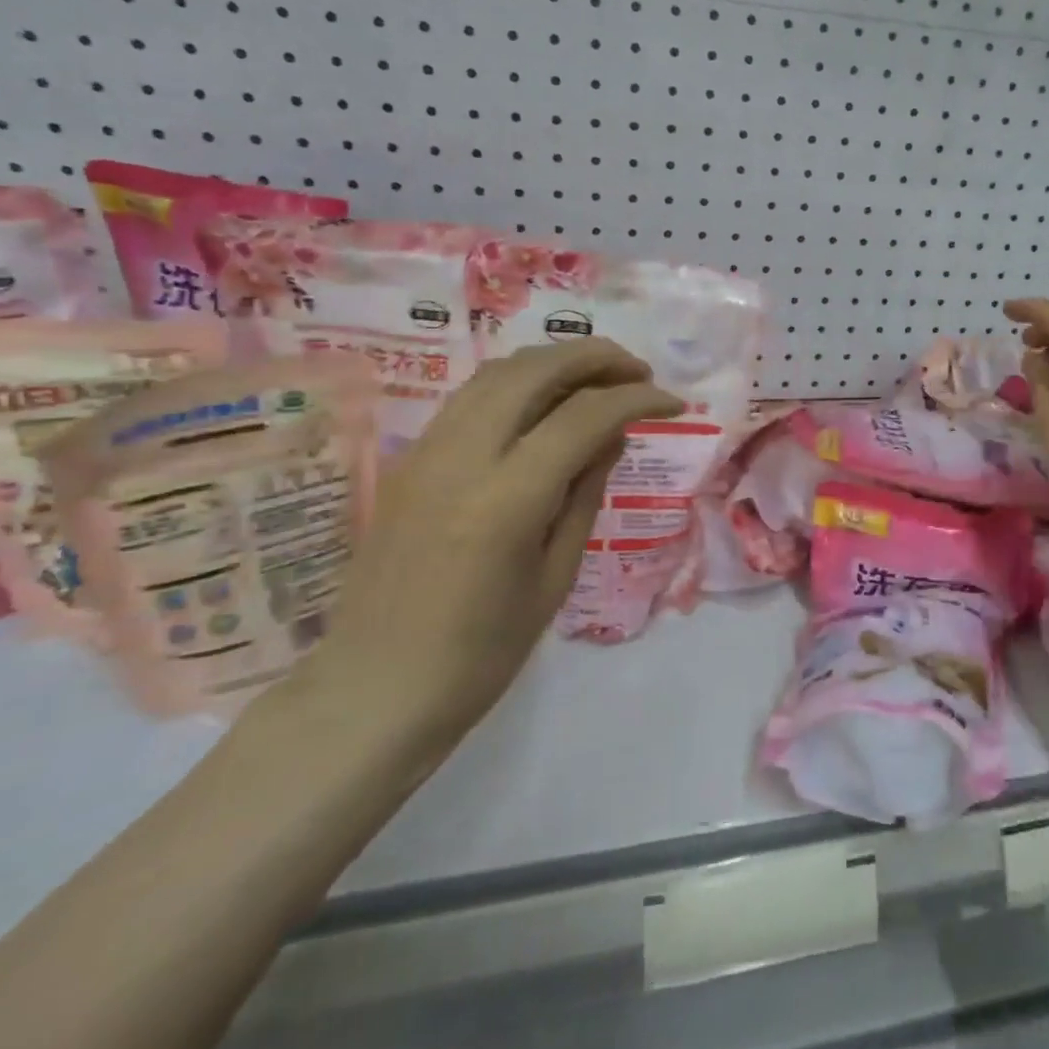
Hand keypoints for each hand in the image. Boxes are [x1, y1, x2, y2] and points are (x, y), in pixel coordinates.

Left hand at [303, 339, 682, 747]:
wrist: (374, 690)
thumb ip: (585, 493)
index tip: (675, 405)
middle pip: (534, 370)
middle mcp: (461, 457)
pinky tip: (546, 404)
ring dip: (555, 362)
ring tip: (599, 378)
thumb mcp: (555, 577)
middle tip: (639, 372)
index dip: (637, 399)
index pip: (584, 417)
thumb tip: (613, 434)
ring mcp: (426, 452)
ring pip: (498, 373)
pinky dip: (519, 383)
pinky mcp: (409, 460)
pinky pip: (471, 397)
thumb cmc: (480, 654)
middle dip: (595, 357)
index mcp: (505, 499)